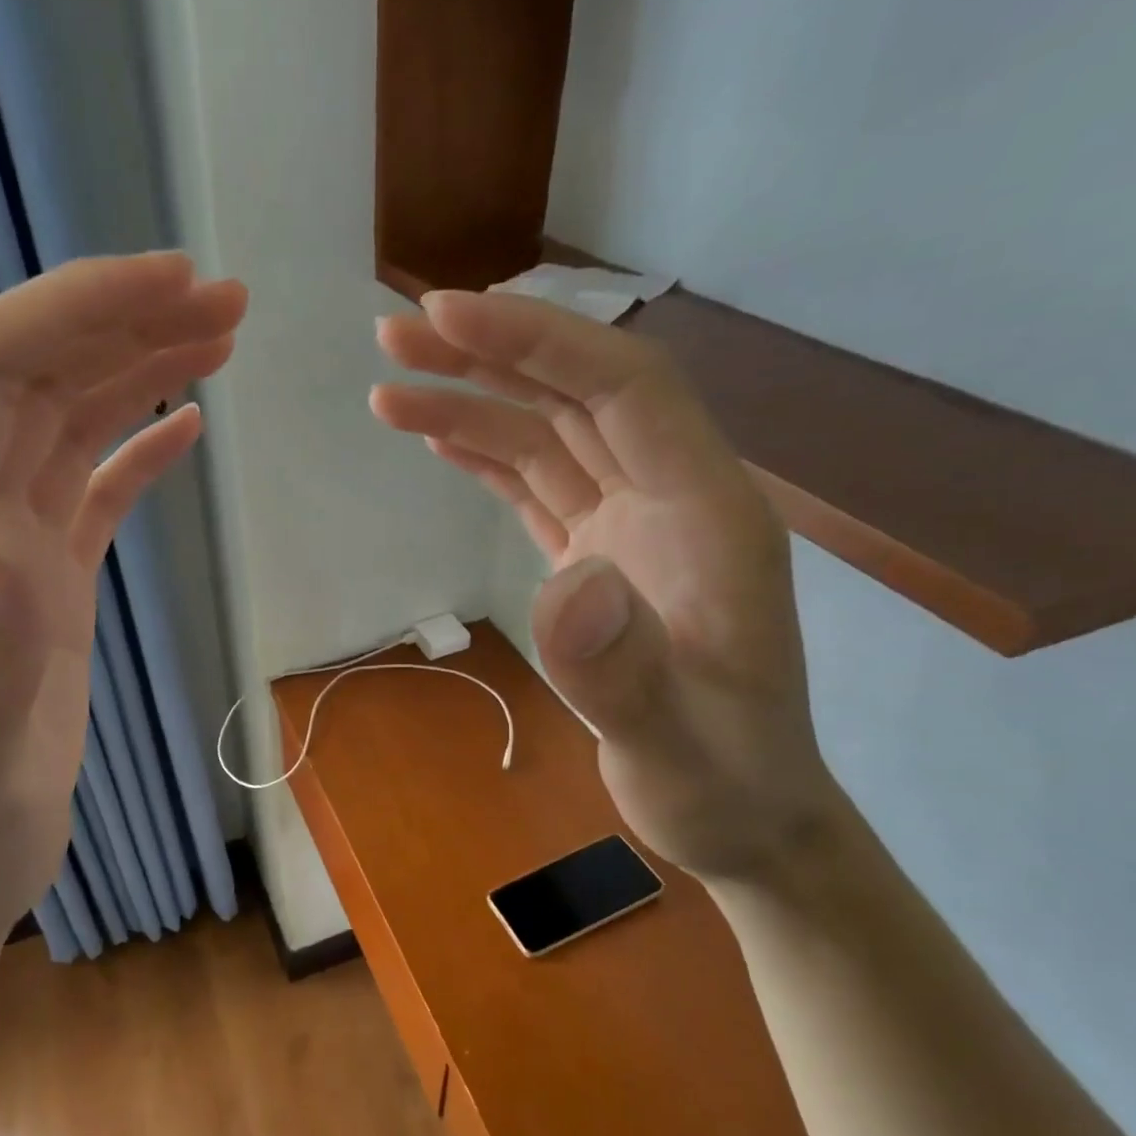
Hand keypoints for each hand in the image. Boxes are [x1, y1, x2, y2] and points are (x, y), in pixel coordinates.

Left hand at [0, 253, 245, 945]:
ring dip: (138, 367)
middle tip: (226, 300)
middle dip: (122, 321)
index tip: (169, 281)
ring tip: (221, 337)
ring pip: (65, 419)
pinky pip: (87, 484)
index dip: (69, 310)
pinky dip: (137, 442)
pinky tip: (186, 423)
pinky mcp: (41, 582)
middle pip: (32, 376)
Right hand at [374, 291, 836, 879]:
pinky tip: (441, 439)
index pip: (624, 390)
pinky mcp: (600, 561)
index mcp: (708, 516)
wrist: (745, 817)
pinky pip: (540, 488)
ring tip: (389, 390)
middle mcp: (671, 501)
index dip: (539, 343)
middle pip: (578, 397)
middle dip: (488, 357)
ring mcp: (633, 529)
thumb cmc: (722, 785)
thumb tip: (568, 581)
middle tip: (394, 335)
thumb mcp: (674, 746)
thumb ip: (623, 671)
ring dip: (473, 405)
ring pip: (550, 439)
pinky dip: (488, 458)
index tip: (448, 318)